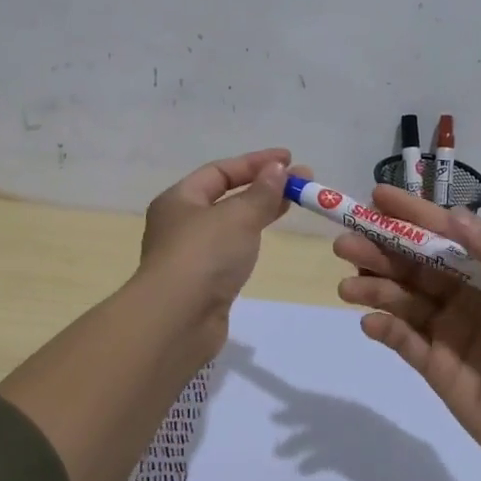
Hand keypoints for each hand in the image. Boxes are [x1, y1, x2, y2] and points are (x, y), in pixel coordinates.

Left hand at [137, 148, 297, 361]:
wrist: (177, 321)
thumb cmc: (204, 256)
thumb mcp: (237, 216)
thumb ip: (261, 192)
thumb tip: (277, 169)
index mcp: (179, 199)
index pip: (220, 171)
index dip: (255, 162)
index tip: (290, 160)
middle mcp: (180, 223)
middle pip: (226, 196)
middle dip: (264, 186)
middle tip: (302, 183)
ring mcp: (190, 255)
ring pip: (230, 224)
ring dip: (259, 211)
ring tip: (292, 204)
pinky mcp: (202, 282)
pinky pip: (230, 250)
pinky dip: (250, 238)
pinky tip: (267, 238)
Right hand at [333, 187, 480, 480]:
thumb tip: (455, 216)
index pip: (445, 234)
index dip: (411, 215)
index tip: (376, 198)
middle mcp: (465, 294)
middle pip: (413, 263)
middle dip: (379, 249)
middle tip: (344, 244)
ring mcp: (447, 330)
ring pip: (401, 298)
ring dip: (373, 286)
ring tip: (348, 287)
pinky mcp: (434, 365)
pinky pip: (401, 338)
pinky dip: (383, 327)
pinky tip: (371, 324)